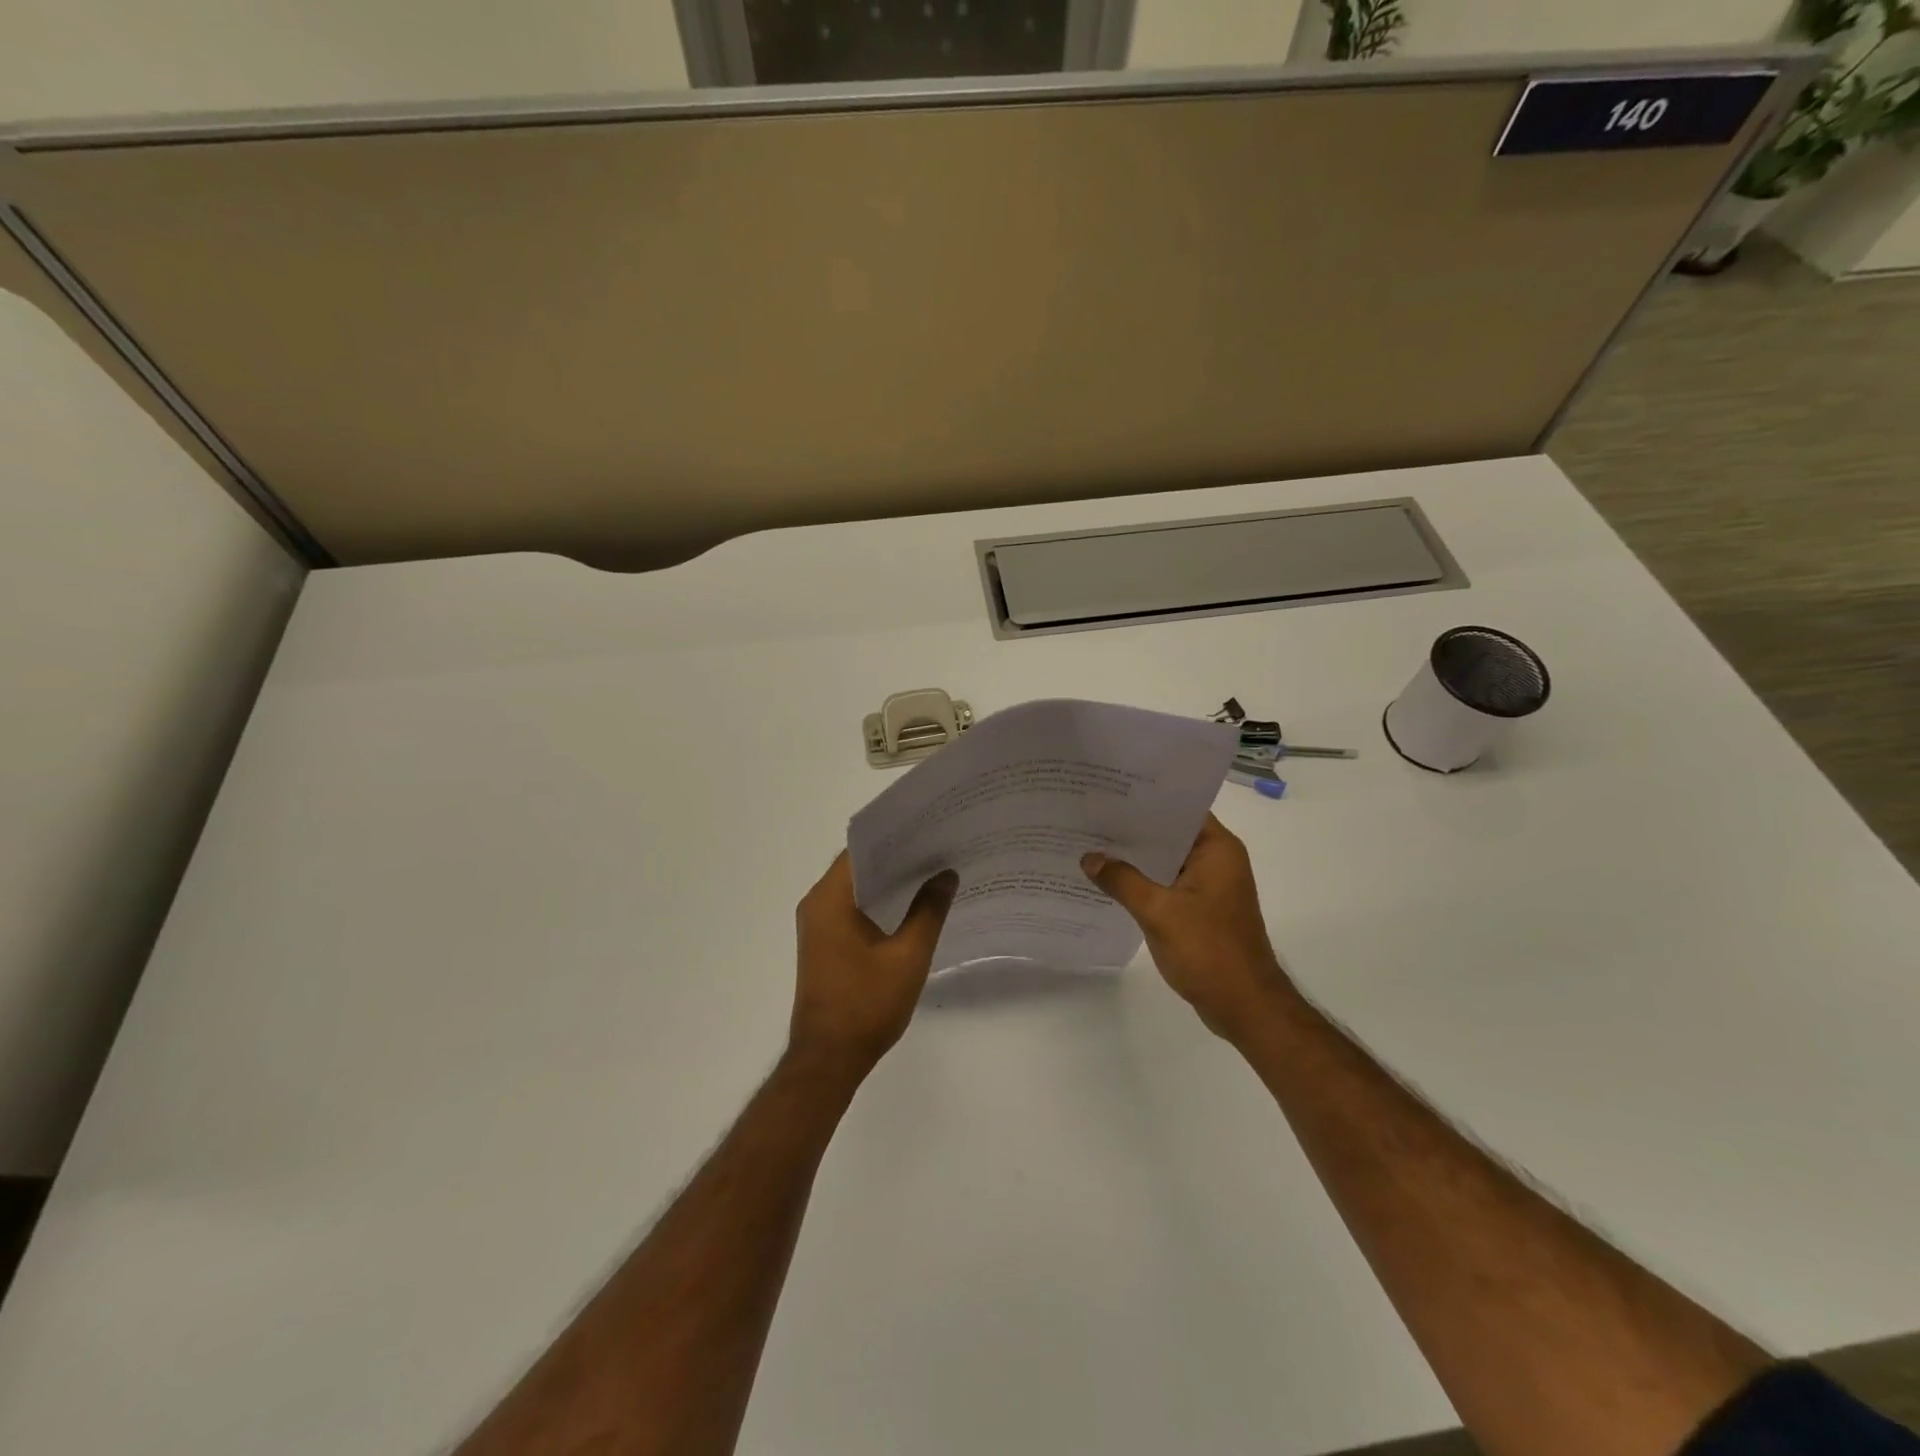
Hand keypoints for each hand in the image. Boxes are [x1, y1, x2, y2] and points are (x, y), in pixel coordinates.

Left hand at [789, 852, 958, 1080]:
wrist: (829, 1059)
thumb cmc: (866, 1004)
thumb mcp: (908, 956)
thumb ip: (928, 911)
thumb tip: (946, 874)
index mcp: (830, 899)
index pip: (860, 849)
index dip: (894, 836)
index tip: (927, 828)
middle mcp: (817, 904)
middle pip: (858, 866)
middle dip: (896, 856)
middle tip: (938, 846)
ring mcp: (818, 925)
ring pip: (856, 888)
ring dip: (888, 880)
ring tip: (932, 870)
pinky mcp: (824, 943)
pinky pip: (852, 908)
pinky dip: (879, 902)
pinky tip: (912, 905)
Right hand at [1082, 814, 1293, 1042]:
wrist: (1245, 1006)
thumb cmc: (1209, 950)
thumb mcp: (1159, 911)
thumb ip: (1122, 880)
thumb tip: (1089, 857)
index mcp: (1217, 849)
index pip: (1179, 809)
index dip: (1145, 800)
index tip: (1109, 793)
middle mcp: (1217, 861)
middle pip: (1170, 835)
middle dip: (1132, 830)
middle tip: (1089, 817)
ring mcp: (1210, 887)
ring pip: (1166, 862)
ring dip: (1135, 859)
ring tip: (1091, 845)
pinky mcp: (1201, 910)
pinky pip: (1167, 886)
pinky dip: (1143, 883)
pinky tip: (1109, 883)